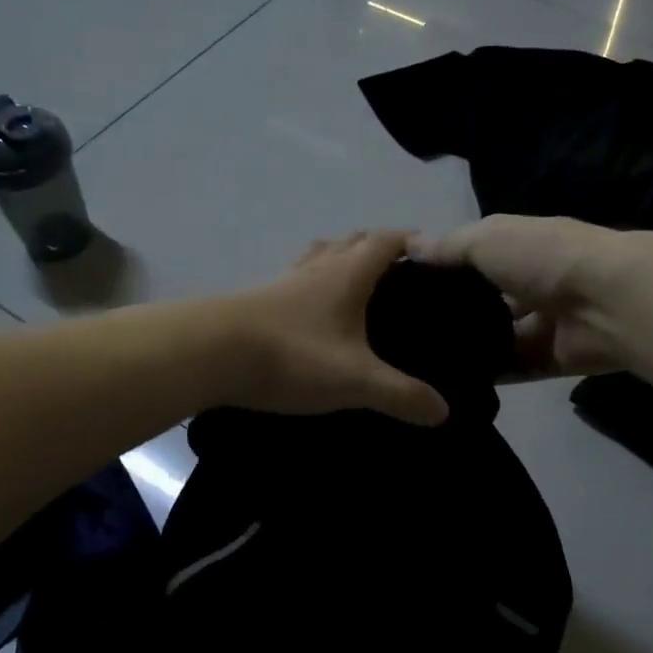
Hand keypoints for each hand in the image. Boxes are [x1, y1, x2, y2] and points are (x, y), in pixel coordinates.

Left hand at [220, 230, 449, 426]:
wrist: (209, 353)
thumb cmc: (293, 355)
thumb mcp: (356, 381)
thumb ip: (402, 396)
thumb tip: (443, 411)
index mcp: (348, 273)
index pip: (386, 241)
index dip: (410, 242)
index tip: (430, 253)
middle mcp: (317, 267)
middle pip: (351, 241)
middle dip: (376, 248)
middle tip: (397, 274)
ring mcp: (282, 281)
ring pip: (318, 257)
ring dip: (339, 261)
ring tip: (354, 287)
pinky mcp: (256, 300)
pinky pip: (293, 281)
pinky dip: (310, 286)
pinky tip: (309, 313)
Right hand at [409, 215, 630, 377]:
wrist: (607, 301)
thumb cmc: (543, 257)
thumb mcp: (486, 239)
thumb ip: (448, 247)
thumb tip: (408, 245)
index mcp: (519, 247)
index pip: (473, 259)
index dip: (442, 272)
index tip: (401, 290)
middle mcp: (531, 283)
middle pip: (486, 302)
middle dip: (454, 315)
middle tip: (407, 334)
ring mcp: (543, 323)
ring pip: (499, 338)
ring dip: (470, 348)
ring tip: (422, 363)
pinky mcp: (552, 358)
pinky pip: (515, 368)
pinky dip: (491, 374)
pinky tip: (453, 382)